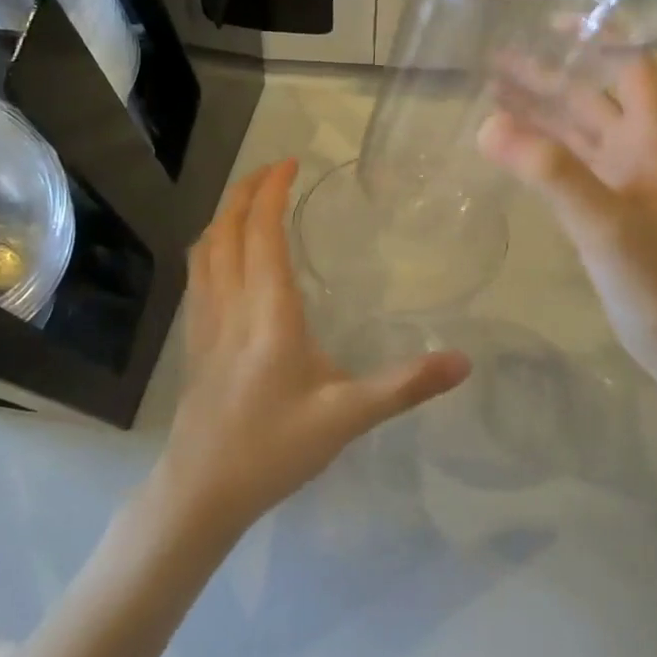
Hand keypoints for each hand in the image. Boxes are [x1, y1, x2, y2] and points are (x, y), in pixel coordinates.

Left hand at [157, 159, 470, 537]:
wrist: (200, 492)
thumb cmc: (274, 450)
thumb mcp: (347, 418)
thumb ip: (405, 386)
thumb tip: (463, 361)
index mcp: (268, 313)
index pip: (264, 233)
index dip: (273, 192)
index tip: (291, 163)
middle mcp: (230, 305)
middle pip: (227, 230)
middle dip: (247, 191)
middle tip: (273, 168)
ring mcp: (204, 322)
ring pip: (205, 249)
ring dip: (225, 214)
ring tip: (249, 200)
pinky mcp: (193, 341)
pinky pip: (197, 274)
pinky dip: (211, 245)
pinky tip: (224, 255)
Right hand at [478, 55, 656, 384]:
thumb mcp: (605, 223)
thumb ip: (550, 173)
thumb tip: (489, 124)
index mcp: (649, 142)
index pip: (632, 68)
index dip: (602, 36)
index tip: (554, 19)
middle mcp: (636, 155)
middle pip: (591, 99)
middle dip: (548, 76)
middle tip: (494, 59)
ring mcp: (621, 187)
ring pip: (577, 134)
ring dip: (540, 112)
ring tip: (491, 92)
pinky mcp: (606, 217)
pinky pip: (568, 168)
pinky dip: (541, 151)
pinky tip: (513, 149)